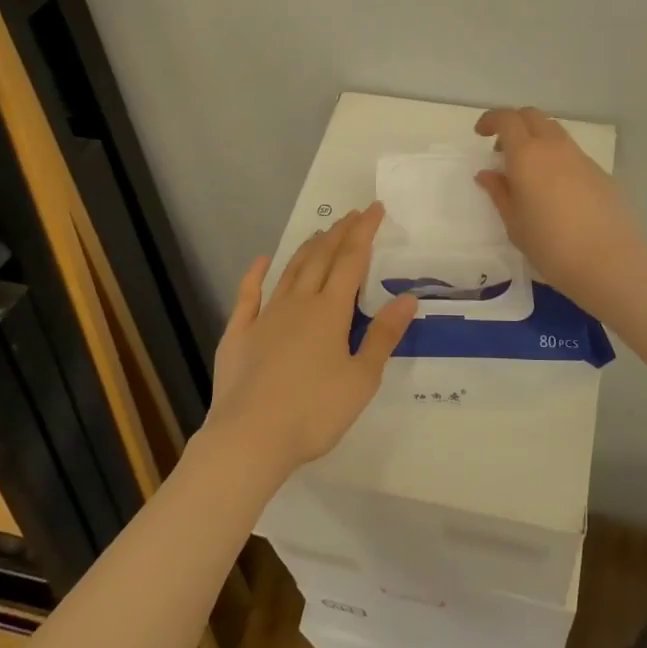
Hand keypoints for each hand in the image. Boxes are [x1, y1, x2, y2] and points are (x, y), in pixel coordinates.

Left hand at [201, 205, 417, 480]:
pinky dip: (255, 275)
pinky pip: (248, 296)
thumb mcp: (361, 379)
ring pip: (290, 271)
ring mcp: (265, 316)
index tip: (375, 209)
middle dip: (339, 233)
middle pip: (321, 258)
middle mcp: (298, 303)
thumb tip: (407, 298)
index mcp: (330, 312)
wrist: (249, 438)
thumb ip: (383, 336)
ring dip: (307, 248)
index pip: (352, 261)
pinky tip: (260, 261)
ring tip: (320, 233)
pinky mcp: (239, 334)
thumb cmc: (314, 412)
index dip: (364, 232)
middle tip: (352, 215)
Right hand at [474, 106, 643, 309]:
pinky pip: (571, 153)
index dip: (491, 120)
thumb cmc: (551, 246)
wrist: (609, 262)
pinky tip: (556, 190)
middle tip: (503, 151)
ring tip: (529, 172)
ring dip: (536, 139)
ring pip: (554, 132)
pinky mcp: (600, 172)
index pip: (507, 119)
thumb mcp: (514, 224)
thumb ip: (500, 193)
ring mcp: (581, 157)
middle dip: (514, 124)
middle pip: (532, 116)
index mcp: (527, 155)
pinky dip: (556, 158)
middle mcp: (554, 147)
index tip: (481, 135)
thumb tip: (488, 174)